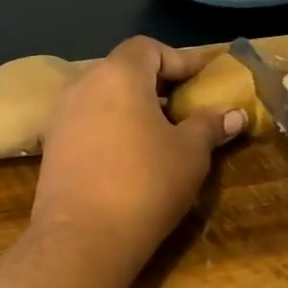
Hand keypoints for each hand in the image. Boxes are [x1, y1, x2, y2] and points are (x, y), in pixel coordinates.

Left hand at [32, 37, 243, 270]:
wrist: (82, 240)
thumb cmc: (145, 184)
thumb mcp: (190, 153)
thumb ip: (210, 125)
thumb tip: (235, 114)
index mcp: (118, 75)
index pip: (149, 48)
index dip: (179, 59)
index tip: (203, 79)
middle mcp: (83, 85)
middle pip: (124, 70)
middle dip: (157, 84)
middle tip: (186, 106)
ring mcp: (61, 117)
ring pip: (104, 97)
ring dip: (133, 107)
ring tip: (161, 134)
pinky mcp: (53, 148)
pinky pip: (89, 123)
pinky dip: (113, 128)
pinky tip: (131, 157)